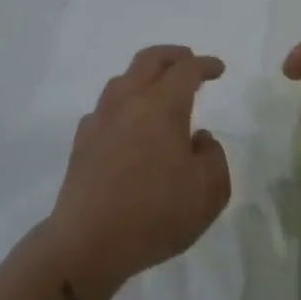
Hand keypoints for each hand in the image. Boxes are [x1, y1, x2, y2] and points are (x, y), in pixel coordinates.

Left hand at [45, 45, 231, 290]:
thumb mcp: (209, 192)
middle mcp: (128, 103)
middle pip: (149, 60)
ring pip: (122, 80)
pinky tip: (129, 124)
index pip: (186, 70)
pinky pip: (105, 108)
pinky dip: (124, 104)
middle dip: (173, 55)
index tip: (218, 69)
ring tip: (160, 91)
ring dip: (145, 76)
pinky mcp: (82, 142)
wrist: (87, 243)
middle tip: (189, 61)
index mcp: (162, 106)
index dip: (205, 65)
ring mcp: (100, 120)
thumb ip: (214, 157)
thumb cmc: (155, 215)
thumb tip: (200, 139)